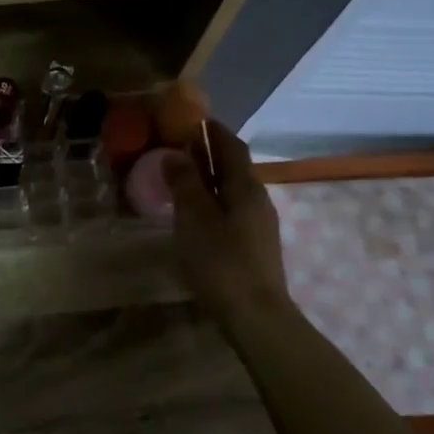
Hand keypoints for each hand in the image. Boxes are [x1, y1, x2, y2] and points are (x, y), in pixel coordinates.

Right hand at [162, 119, 289, 321]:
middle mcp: (257, 199)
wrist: (255, 315)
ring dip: (208, 178)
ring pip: (231, 190)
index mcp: (245, 186)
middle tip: (177, 146)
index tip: (191, 118)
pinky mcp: (253, 246)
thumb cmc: (221, 261)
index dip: (212, 130)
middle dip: (208, 153)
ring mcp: (258, 224)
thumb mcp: (194, 218)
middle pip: (233, 167)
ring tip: (180, 178)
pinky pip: (230, 210)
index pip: (231, 146)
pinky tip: (195, 213)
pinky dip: (211, 201)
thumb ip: (185, 183)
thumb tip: (175, 154)